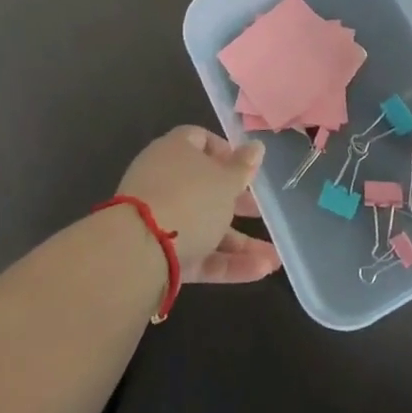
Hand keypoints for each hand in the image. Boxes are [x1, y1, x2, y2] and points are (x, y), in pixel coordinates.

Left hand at [116, 126, 282, 283]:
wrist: (138, 252)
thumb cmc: (190, 199)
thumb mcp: (226, 181)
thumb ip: (243, 167)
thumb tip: (256, 146)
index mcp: (175, 150)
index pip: (200, 140)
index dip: (225, 152)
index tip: (246, 169)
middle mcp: (164, 181)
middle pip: (204, 187)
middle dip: (237, 203)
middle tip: (261, 212)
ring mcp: (159, 220)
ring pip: (204, 226)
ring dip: (239, 242)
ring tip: (273, 259)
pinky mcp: (159, 255)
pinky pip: (197, 253)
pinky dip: (225, 262)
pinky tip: (259, 272)